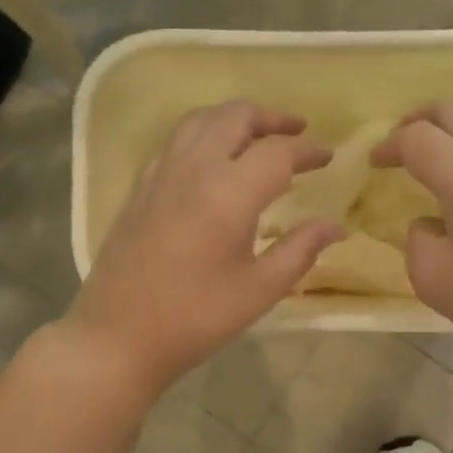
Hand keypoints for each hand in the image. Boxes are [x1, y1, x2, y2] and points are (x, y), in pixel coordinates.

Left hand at [68, 101, 344, 395]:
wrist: (118, 336)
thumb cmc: (196, 317)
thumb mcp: (260, 290)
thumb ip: (300, 250)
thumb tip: (335, 226)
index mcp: (228, 192)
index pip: (278, 153)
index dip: (309, 150)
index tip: (329, 157)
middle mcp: (193, 168)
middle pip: (235, 116)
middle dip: (271, 117)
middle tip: (297, 130)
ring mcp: (160, 174)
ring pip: (200, 119)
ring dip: (234, 118)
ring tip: (257, 135)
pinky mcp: (139, 187)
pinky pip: (175, 141)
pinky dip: (203, 134)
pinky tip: (211, 160)